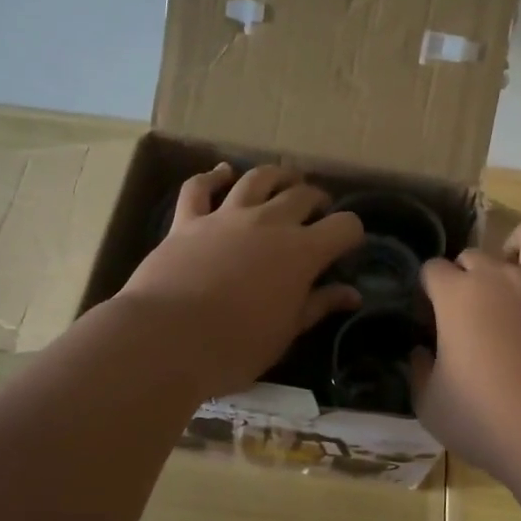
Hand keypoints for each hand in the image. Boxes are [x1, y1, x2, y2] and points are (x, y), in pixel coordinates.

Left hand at [116, 164, 363, 399]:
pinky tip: (222, 174)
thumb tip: (352, 294)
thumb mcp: (286, 332)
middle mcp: (269, 223)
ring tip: (284, 181)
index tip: (347, 245)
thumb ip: (319, 305)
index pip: (343, 227)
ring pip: (257, 179)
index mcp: (301, 252)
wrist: (168, 339)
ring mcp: (226, 216)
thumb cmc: (236, 345)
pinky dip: (212, 177)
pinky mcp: (188, 221)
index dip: (351, 233)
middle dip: (317, 200)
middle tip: (318, 211)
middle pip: (302, 195)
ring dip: (276, 176)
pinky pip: (199, 188)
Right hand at [413, 219, 520, 485]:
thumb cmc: (489, 423)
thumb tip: (421, 352)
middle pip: (476, 253)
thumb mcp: (430, 406)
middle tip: (470, 314)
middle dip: (466, 275)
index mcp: (458, 296)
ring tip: (519, 273)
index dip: (428, 293)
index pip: (432, 270)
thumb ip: (419, 372)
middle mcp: (503, 276)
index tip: (431, 324)